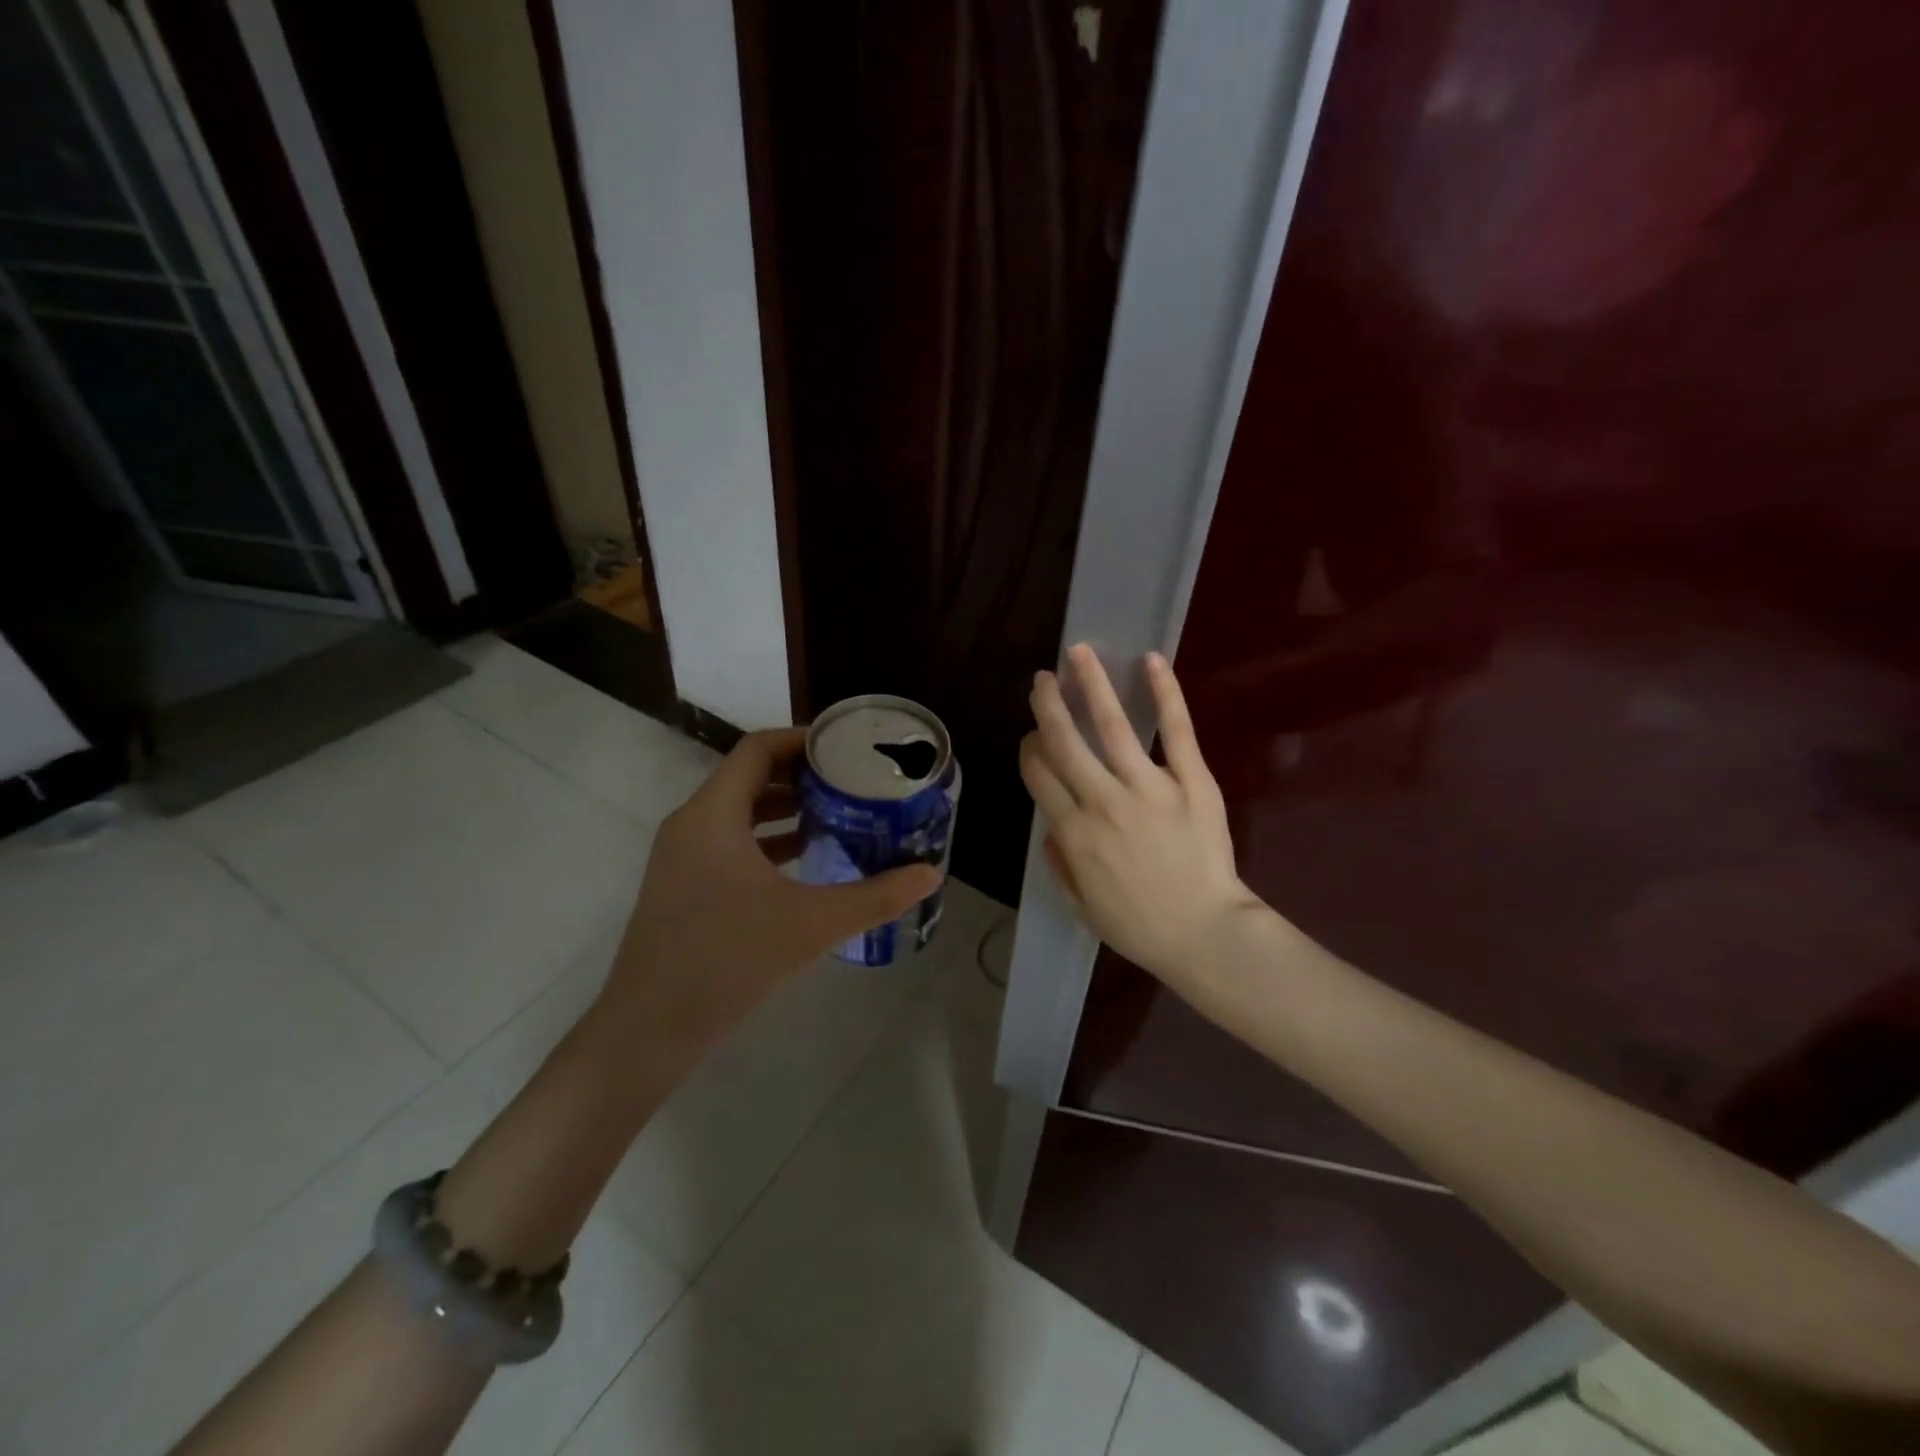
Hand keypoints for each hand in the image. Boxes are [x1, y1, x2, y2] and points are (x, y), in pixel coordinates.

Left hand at [599, 728, 940, 1067]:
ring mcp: (681, 857)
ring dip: (784, 808)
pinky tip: (804, 860)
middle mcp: (691, 824)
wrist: (649, 1030)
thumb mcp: (811, 924)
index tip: (845, 747)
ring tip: (836, 814)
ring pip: (737, 812)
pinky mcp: (682, 886)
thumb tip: (930, 875)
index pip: (758, 749)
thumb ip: (875, 897)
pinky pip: (728, 843)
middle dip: (801, 775)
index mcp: (713, 815)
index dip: (802, 740)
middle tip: (851, 780)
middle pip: (748, 776)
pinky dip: (766, 840)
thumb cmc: (728, 961)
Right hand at [1021, 645, 1264, 984]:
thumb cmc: (1139, 926)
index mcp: (1073, 833)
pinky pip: (1177, 730)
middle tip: (1042, 680)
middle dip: (1049, 705)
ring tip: (1078, 653)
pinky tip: (1151, 661)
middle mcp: (1103, 801)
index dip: (1030, 749)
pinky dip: (1165, 693)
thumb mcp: (1081, 906)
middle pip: (1065, 741)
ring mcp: (1149, 787)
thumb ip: (1059, 864)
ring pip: (1111, 725)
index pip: (1040, 775)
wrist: (1205, 933)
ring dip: (1091, 684)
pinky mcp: (1192, 781)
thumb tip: (1050, 828)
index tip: (1032, 735)